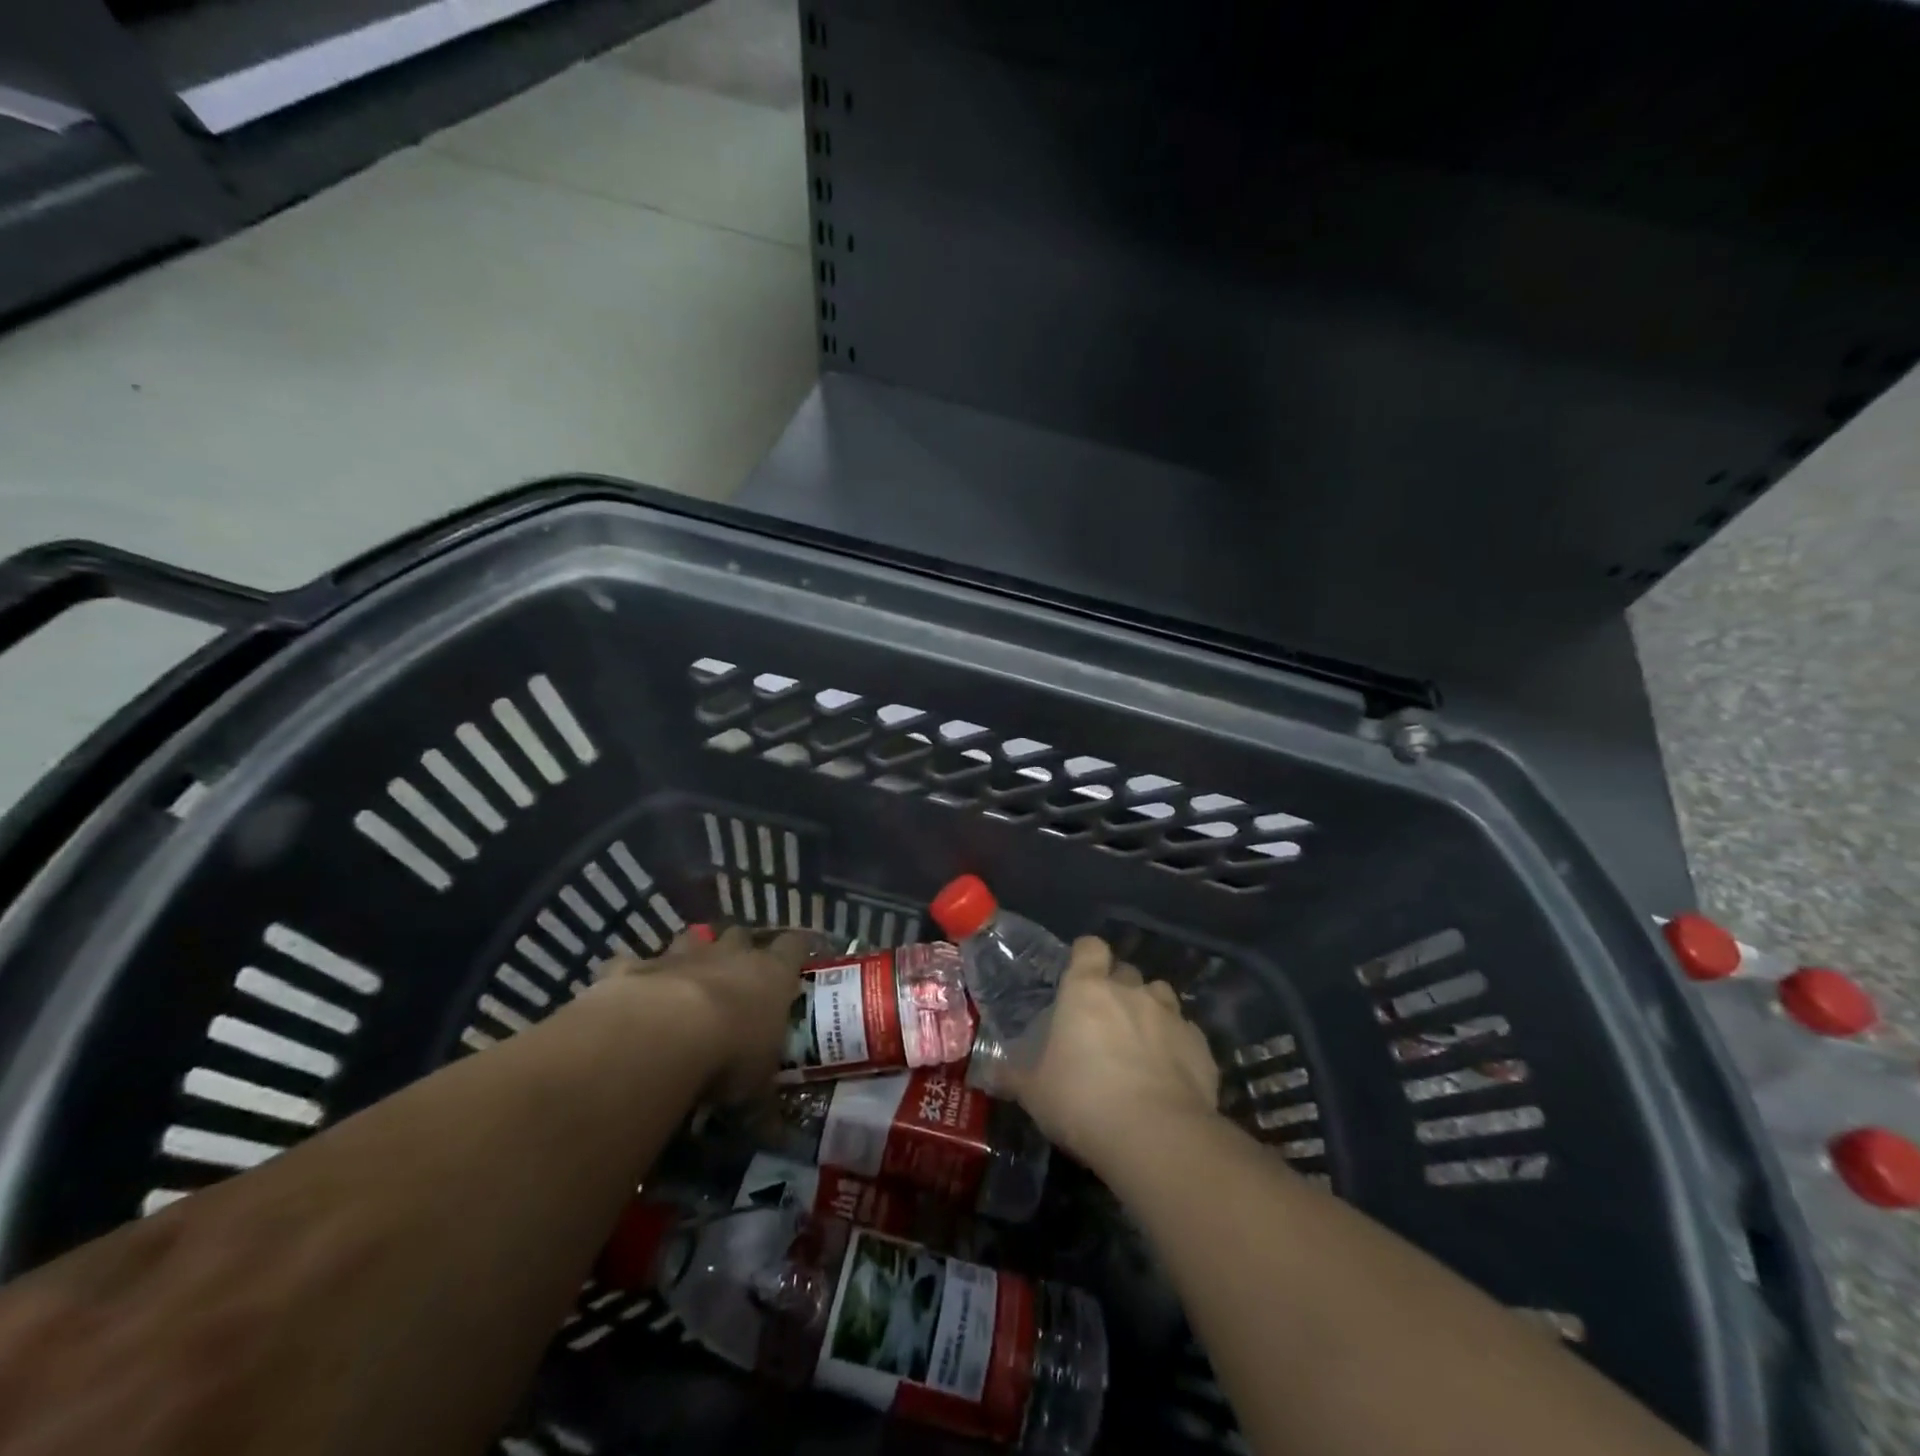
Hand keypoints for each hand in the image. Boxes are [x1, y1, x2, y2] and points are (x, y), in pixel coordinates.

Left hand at [597, 926, 808, 1102]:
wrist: (662, 1036)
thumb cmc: (730, 1055)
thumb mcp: (758, 1083)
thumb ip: (762, 1089)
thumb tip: (773, 1126)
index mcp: (771, 974)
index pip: (793, 946)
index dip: (795, 950)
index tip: (796, 958)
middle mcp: (728, 954)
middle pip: (740, 934)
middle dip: (737, 948)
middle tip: (735, 976)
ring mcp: (679, 956)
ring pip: (689, 938)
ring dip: (688, 955)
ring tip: (684, 979)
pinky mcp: (633, 968)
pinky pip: (632, 965)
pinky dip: (632, 977)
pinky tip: (628, 997)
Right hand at [1005, 936, 1219, 1172]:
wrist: (1156, 1135)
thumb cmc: (1082, 1101)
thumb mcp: (1035, 1093)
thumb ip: (1014, 1077)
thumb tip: (990, 1074)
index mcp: (1087, 990)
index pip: (1090, 948)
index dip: (1085, 956)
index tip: (1078, 973)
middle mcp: (1132, 992)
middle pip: (1127, 972)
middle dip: (1118, 988)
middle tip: (1105, 1020)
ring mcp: (1172, 1016)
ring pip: (1161, 997)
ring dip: (1150, 1012)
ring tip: (1141, 1043)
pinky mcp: (1202, 1047)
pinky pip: (1187, 1034)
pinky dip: (1178, 1046)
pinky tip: (1170, 1074)